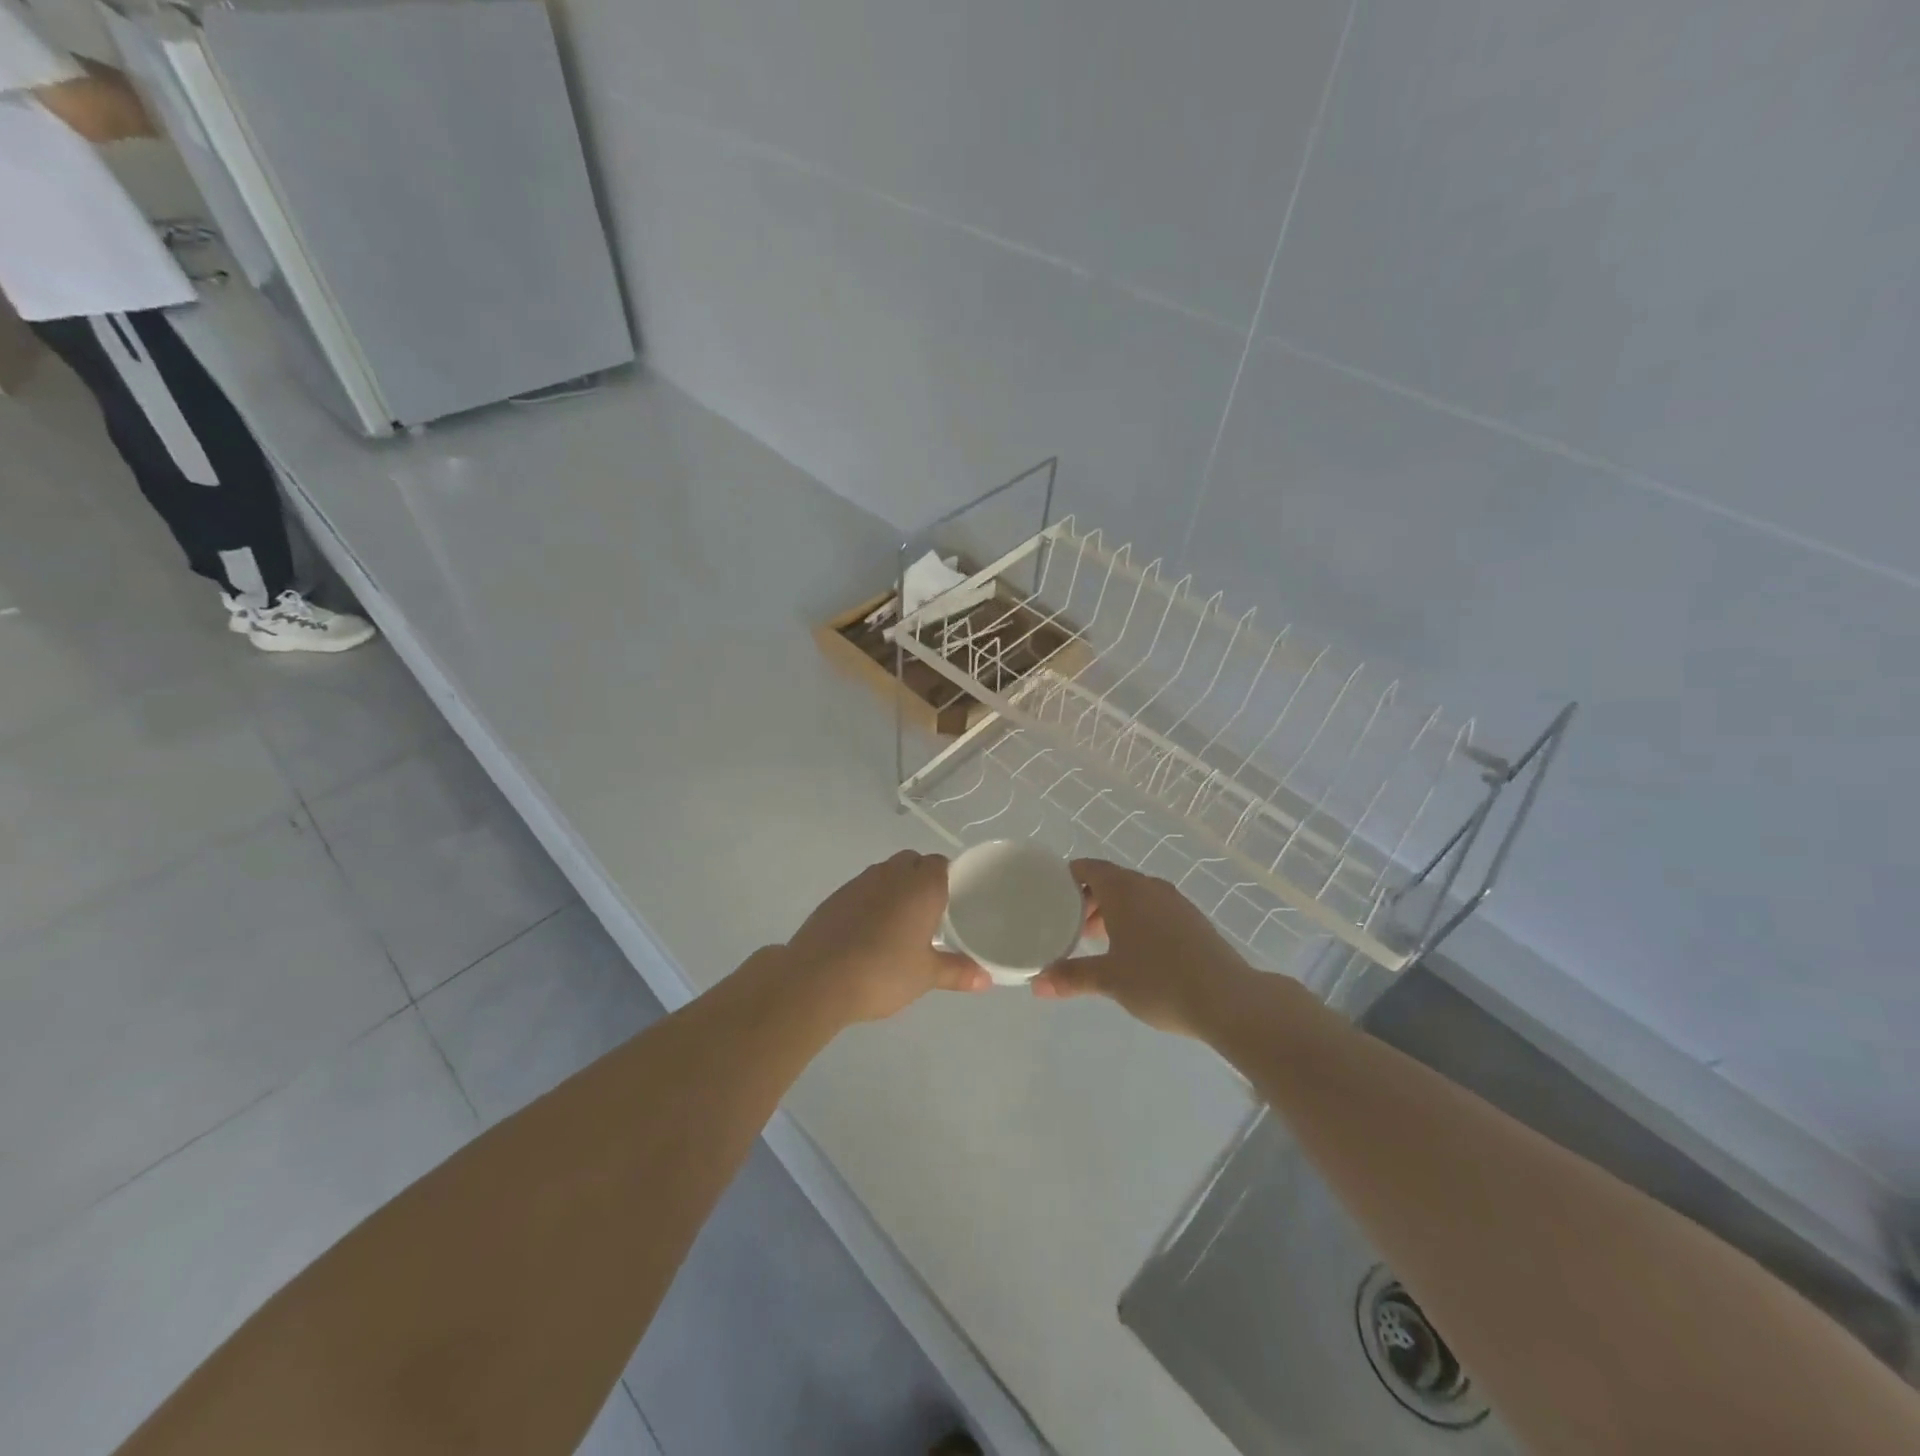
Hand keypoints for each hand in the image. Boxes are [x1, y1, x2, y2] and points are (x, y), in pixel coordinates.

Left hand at [784, 851, 989, 1023]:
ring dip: (895, 888)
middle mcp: (891, 875)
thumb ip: (957, 972)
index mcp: (921, 886)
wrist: (817, 978)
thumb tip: (986, 979)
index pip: (941, 863)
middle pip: (912, 861)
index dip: (949, 878)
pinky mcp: (835, 897)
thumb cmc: (883, 972)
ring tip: (900, 923)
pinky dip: (871, 901)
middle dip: (922, 879)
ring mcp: (859, 882)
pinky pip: (862, 888)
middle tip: (930, 913)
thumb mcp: (925, 976)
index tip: (954, 902)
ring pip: (885, 872)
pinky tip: (869, 931)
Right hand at [1030, 859, 1252, 1037]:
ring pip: (1134, 896)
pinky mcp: (1192, 919)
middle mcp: (1149, 886)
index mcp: (1124, 889)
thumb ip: (1071, 977)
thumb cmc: (1159, 980)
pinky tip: (1134, 952)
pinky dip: (1136, 921)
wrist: (1227, 998)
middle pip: (1110, 881)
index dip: (1066, 879)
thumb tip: (1037, 985)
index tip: (1049, 897)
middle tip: (1069, 926)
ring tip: (1098, 942)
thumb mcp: (1109, 979)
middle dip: (1088, 900)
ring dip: (1113, 912)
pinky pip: (1153, 909)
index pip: (1087, 868)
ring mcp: (1174, 901)